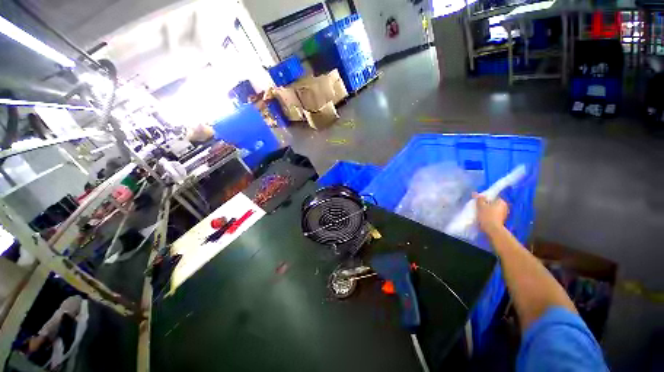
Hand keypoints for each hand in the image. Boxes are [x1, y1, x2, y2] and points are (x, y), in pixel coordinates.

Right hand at [473, 193, 508, 233]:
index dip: (485, 200)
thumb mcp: (481, 207)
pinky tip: (485, 222)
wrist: (493, 232)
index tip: (480, 205)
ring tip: (481, 217)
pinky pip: (494, 219)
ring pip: (494, 213)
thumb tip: (476, 194)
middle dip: (487, 208)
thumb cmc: (488, 217)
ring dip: (489, 214)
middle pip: (493, 205)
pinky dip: (490, 220)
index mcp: (501, 201)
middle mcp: (505, 208)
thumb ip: (479, 200)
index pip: (493, 198)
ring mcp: (504, 216)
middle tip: (480, 211)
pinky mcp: (501, 224)